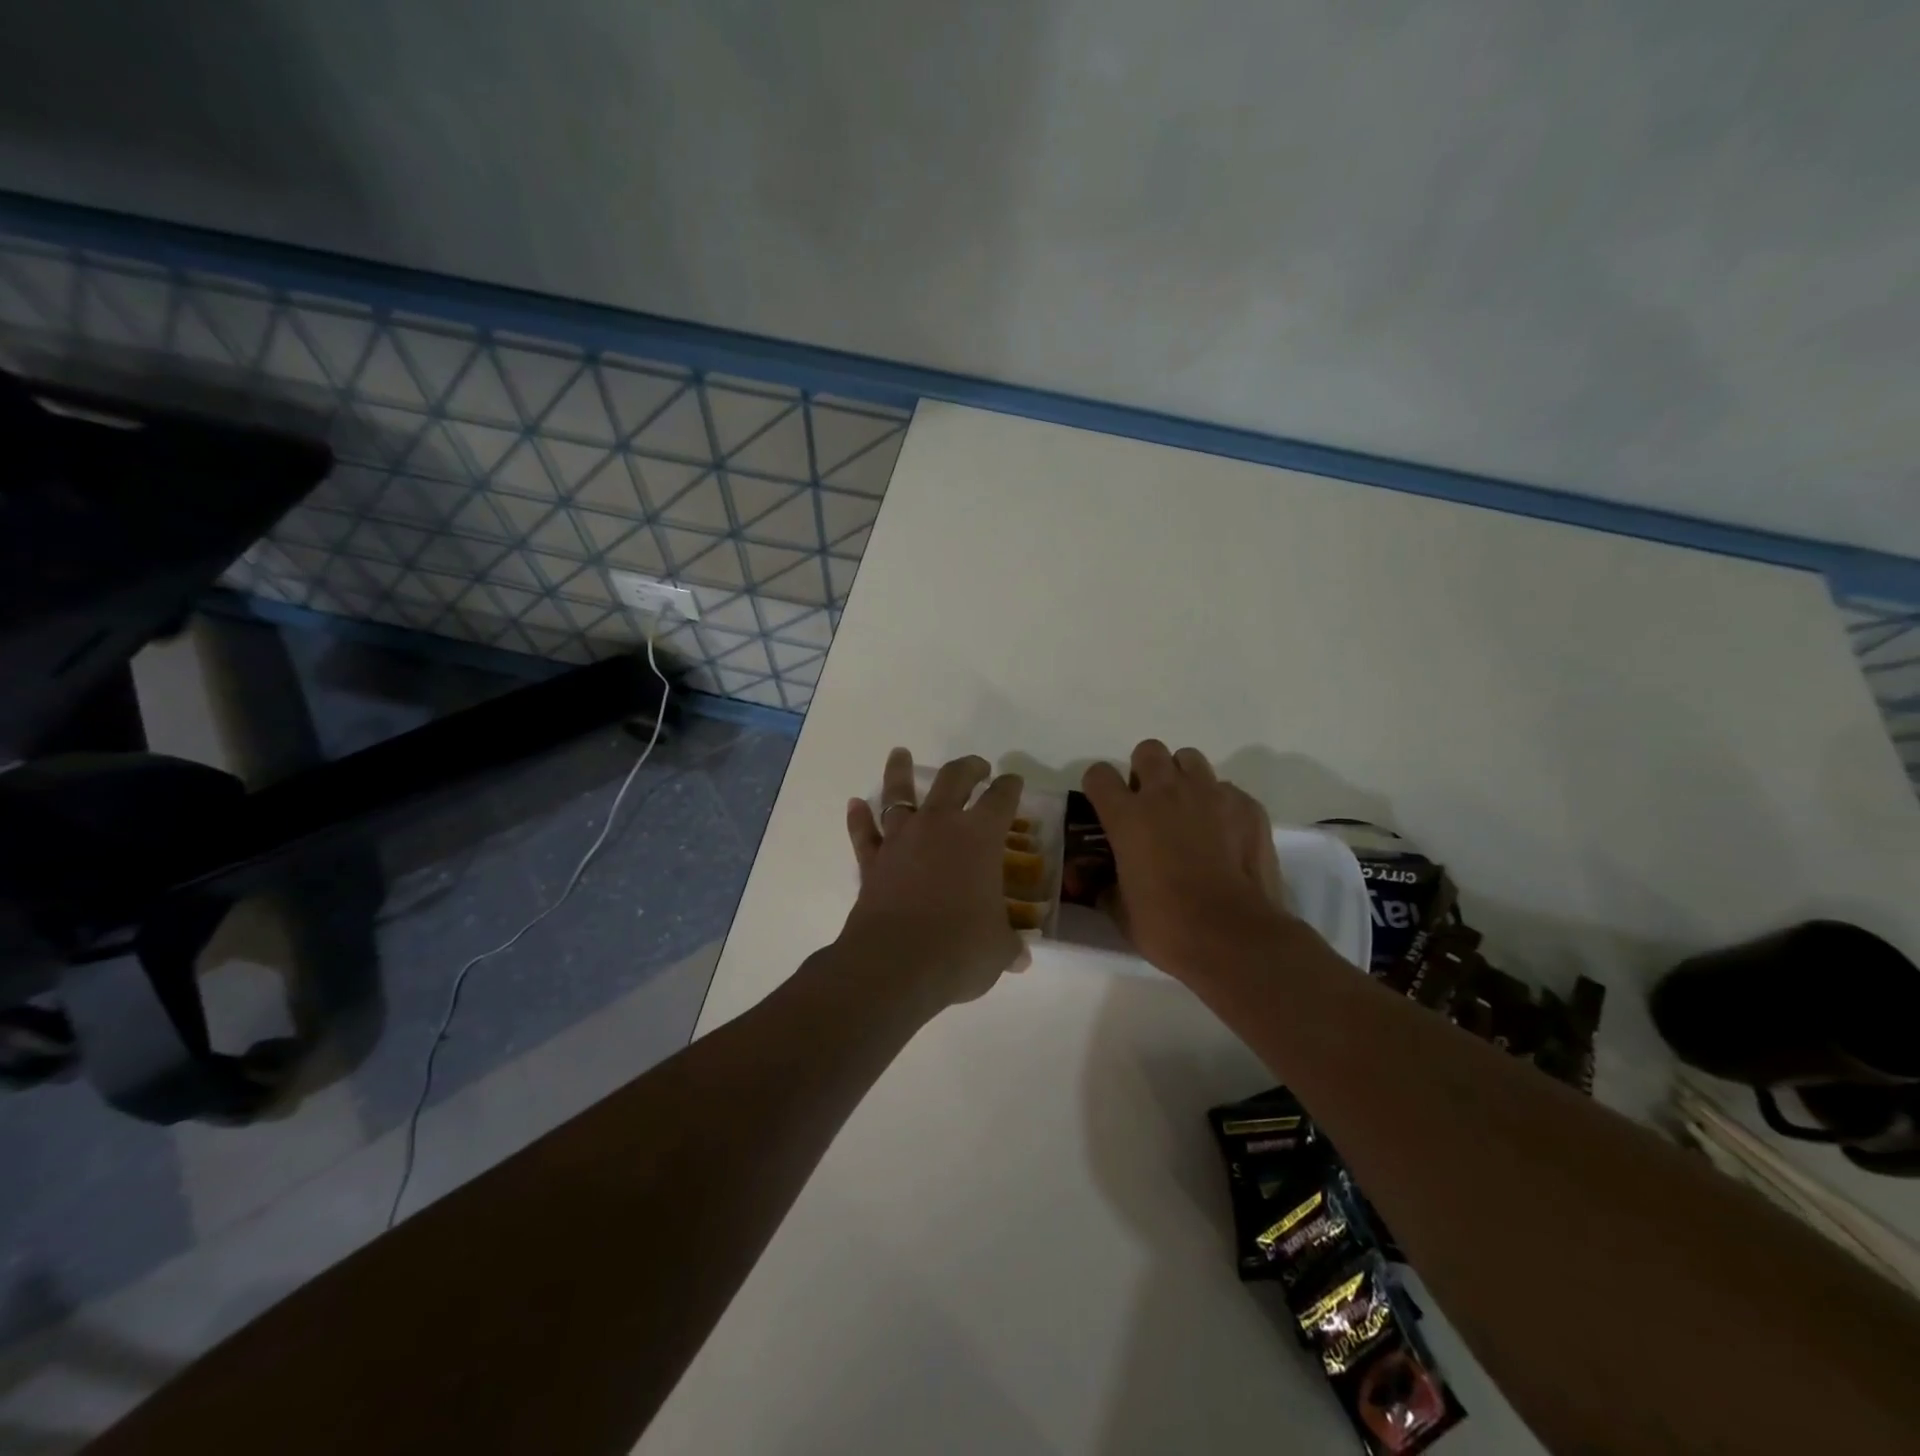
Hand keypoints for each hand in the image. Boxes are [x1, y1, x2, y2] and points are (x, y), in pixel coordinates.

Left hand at [843, 748, 1028, 1010]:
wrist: (895, 963)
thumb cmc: (958, 949)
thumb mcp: (997, 949)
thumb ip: (1009, 945)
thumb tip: (1021, 958)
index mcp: (980, 837)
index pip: (1001, 798)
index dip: (1010, 786)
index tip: (1013, 781)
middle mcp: (940, 826)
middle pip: (954, 780)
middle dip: (968, 768)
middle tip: (977, 767)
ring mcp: (902, 839)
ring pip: (899, 794)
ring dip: (900, 772)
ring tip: (900, 754)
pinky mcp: (872, 861)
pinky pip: (864, 833)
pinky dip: (859, 818)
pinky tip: (855, 804)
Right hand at [1080, 740, 1292, 980]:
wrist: (1235, 937)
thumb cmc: (1167, 926)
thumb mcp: (1121, 910)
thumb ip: (1105, 886)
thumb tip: (1098, 883)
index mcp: (1127, 816)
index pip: (1099, 775)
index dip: (1099, 787)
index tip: (1105, 806)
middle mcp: (1166, 793)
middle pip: (1148, 751)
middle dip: (1145, 771)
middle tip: (1150, 804)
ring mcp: (1211, 795)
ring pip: (1190, 760)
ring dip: (1183, 778)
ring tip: (1188, 810)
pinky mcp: (1247, 806)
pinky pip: (1227, 789)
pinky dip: (1220, 804)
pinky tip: (1224, 834)